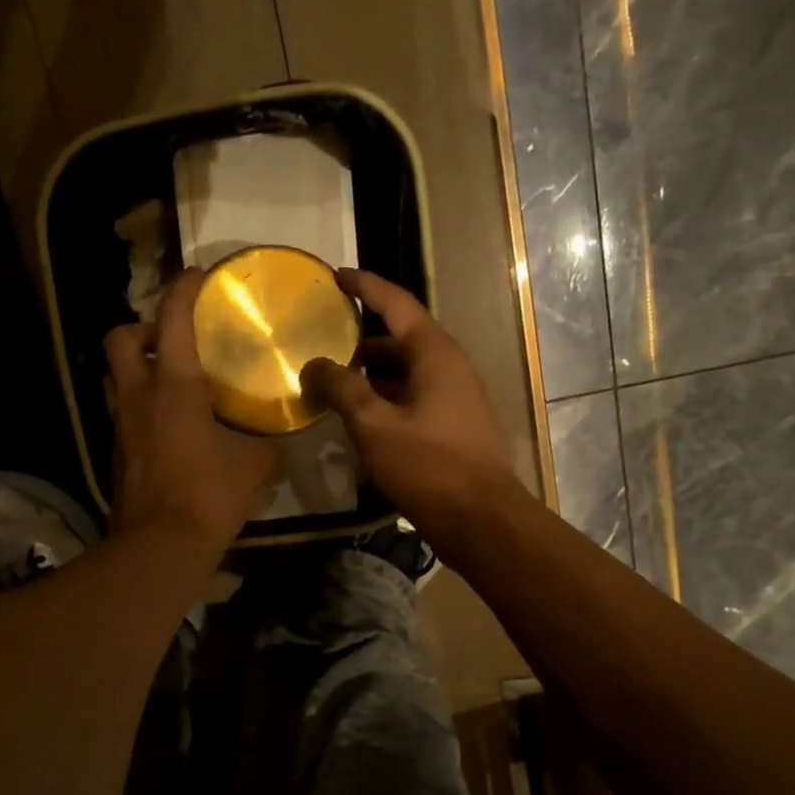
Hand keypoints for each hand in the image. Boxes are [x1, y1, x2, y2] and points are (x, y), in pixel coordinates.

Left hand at [104, 269, 280, 552]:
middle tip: (172, 342)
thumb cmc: (209, 494)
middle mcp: (138, 394)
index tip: (201, 277)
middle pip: (120, 337)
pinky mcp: (114, 452)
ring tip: (168, 380)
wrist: (161, 545)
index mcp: (173, 384)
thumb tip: (279, 438)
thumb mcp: (254, 465)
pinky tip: (167, 424)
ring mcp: (120, 424)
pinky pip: (122, 412)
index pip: (174, 317)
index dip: (186, 288)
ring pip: (114, 376)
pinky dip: (139, 406)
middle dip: (142, 328)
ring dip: (136, 367)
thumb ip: (267, 444)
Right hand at [305, 269, 520, 551]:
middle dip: (361, 340)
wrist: (480, 518)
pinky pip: (413, 397)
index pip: (396, 303)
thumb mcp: (374, 425)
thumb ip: (342, 389)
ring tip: (334, 386)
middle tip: (324, 345)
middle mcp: (449, 366)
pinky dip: (385, 398)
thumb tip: (315, 365)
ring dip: (371, 375)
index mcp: (434, 353)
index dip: (365, 286)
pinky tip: (361, 419)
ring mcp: (455, 396)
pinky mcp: (453, 424)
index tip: (336, 276)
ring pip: (405, 371)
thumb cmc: (427, 465)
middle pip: (400, 339)